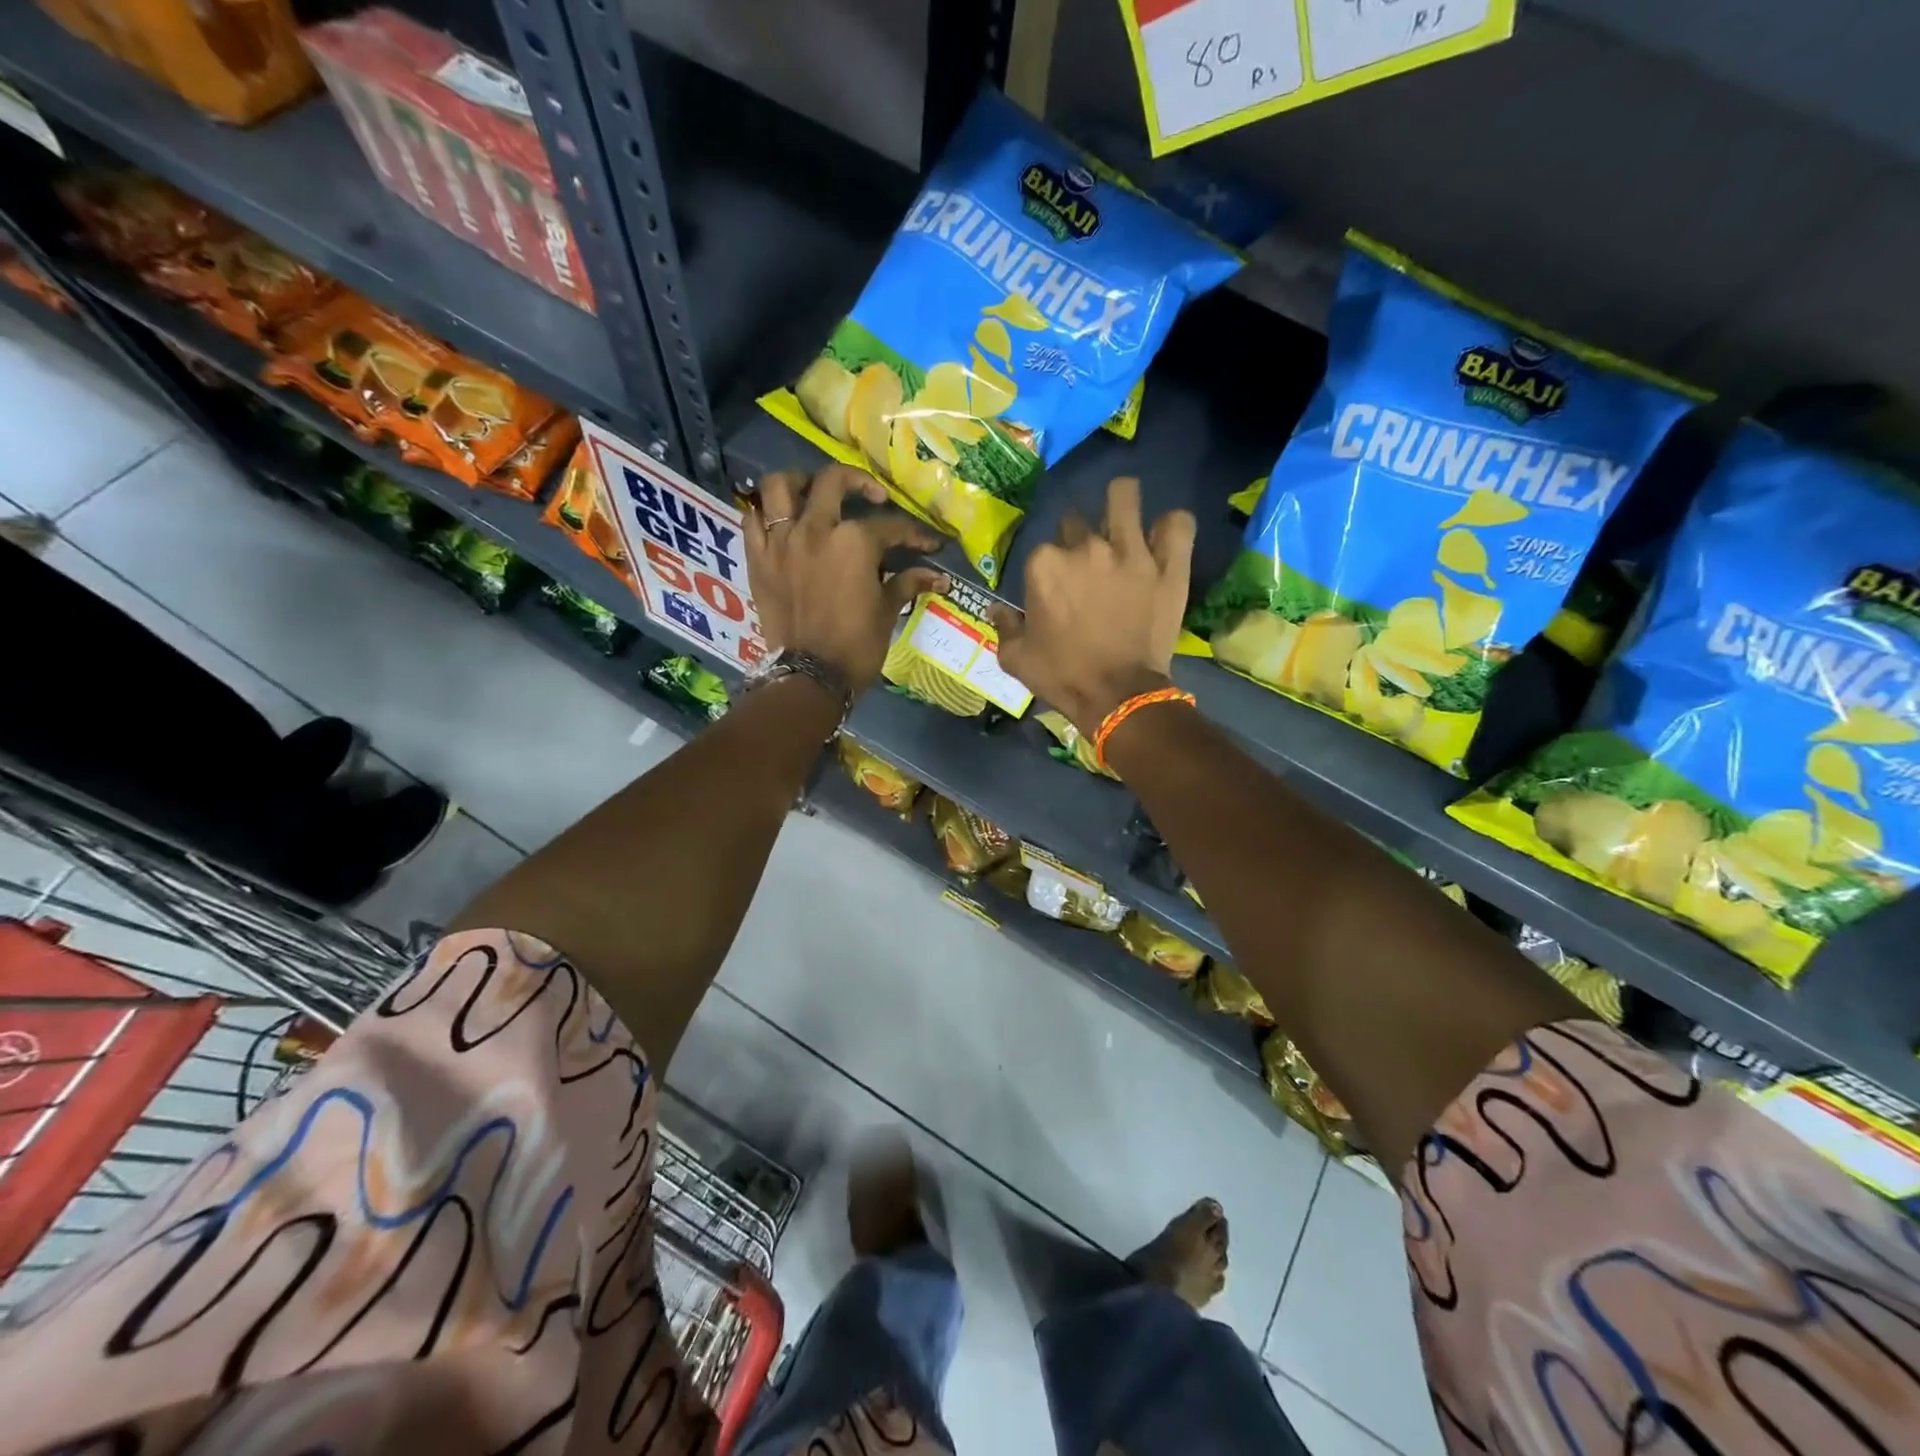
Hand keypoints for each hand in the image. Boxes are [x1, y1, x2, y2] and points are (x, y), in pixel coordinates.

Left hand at [744, 465, 947, 691]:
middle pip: (833, 482)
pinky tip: (780, 520)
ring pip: (781, 486)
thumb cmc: (857, 646)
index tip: (928, 543)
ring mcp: (782, 541)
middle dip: (859, 482)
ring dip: (799, 482)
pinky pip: (752, 519)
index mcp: (855, 542)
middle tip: (872, 497)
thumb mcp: (887, 612)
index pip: (891, 527)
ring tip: (813, 492)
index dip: (914, 534)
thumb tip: (939, 576)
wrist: (811, 676)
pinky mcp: (758, 559)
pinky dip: (764, 513)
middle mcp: (816, 529)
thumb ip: (909, 583)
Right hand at [988, 476, 1194, 731]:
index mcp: (1045, 565)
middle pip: (1078, 522)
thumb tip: (997, 609)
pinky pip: (1177, 523)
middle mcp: (1086, 547)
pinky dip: (1171, 527)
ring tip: (1123, 522)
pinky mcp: (1169, 564)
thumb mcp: (1016, 659)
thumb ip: (1004, 627)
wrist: (1118, 697)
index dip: (1048, 569)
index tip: (1056, 590)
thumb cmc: (1062, 677)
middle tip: (1088, 568)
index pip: (1043, 549)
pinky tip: (1163, 538)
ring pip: (1125, 495)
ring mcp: (1131, 551)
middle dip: (1079, 540)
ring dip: (1121, 504)